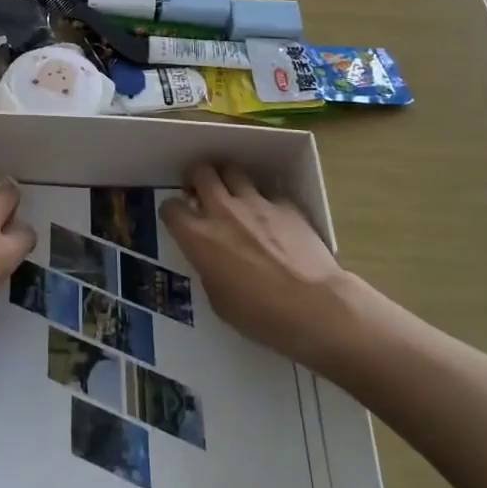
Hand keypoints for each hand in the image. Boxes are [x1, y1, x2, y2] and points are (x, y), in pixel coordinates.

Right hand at [159, 163, 359, 366]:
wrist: (315, 307)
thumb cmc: (261, 316)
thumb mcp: (219, 301)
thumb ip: (208, 270)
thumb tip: (211, 260)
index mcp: (198, 237)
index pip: (171, 208)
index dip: (172, 212)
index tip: (178, 219)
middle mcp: (222, 210)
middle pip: (201, 172)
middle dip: (197, 179)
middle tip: (202, 192)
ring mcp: (256, 203)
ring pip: (233, 171)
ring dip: (228, 181)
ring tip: (233, 195)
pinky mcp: (286, 205)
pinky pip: (268, 193)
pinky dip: (264, 201)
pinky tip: (271, 217)